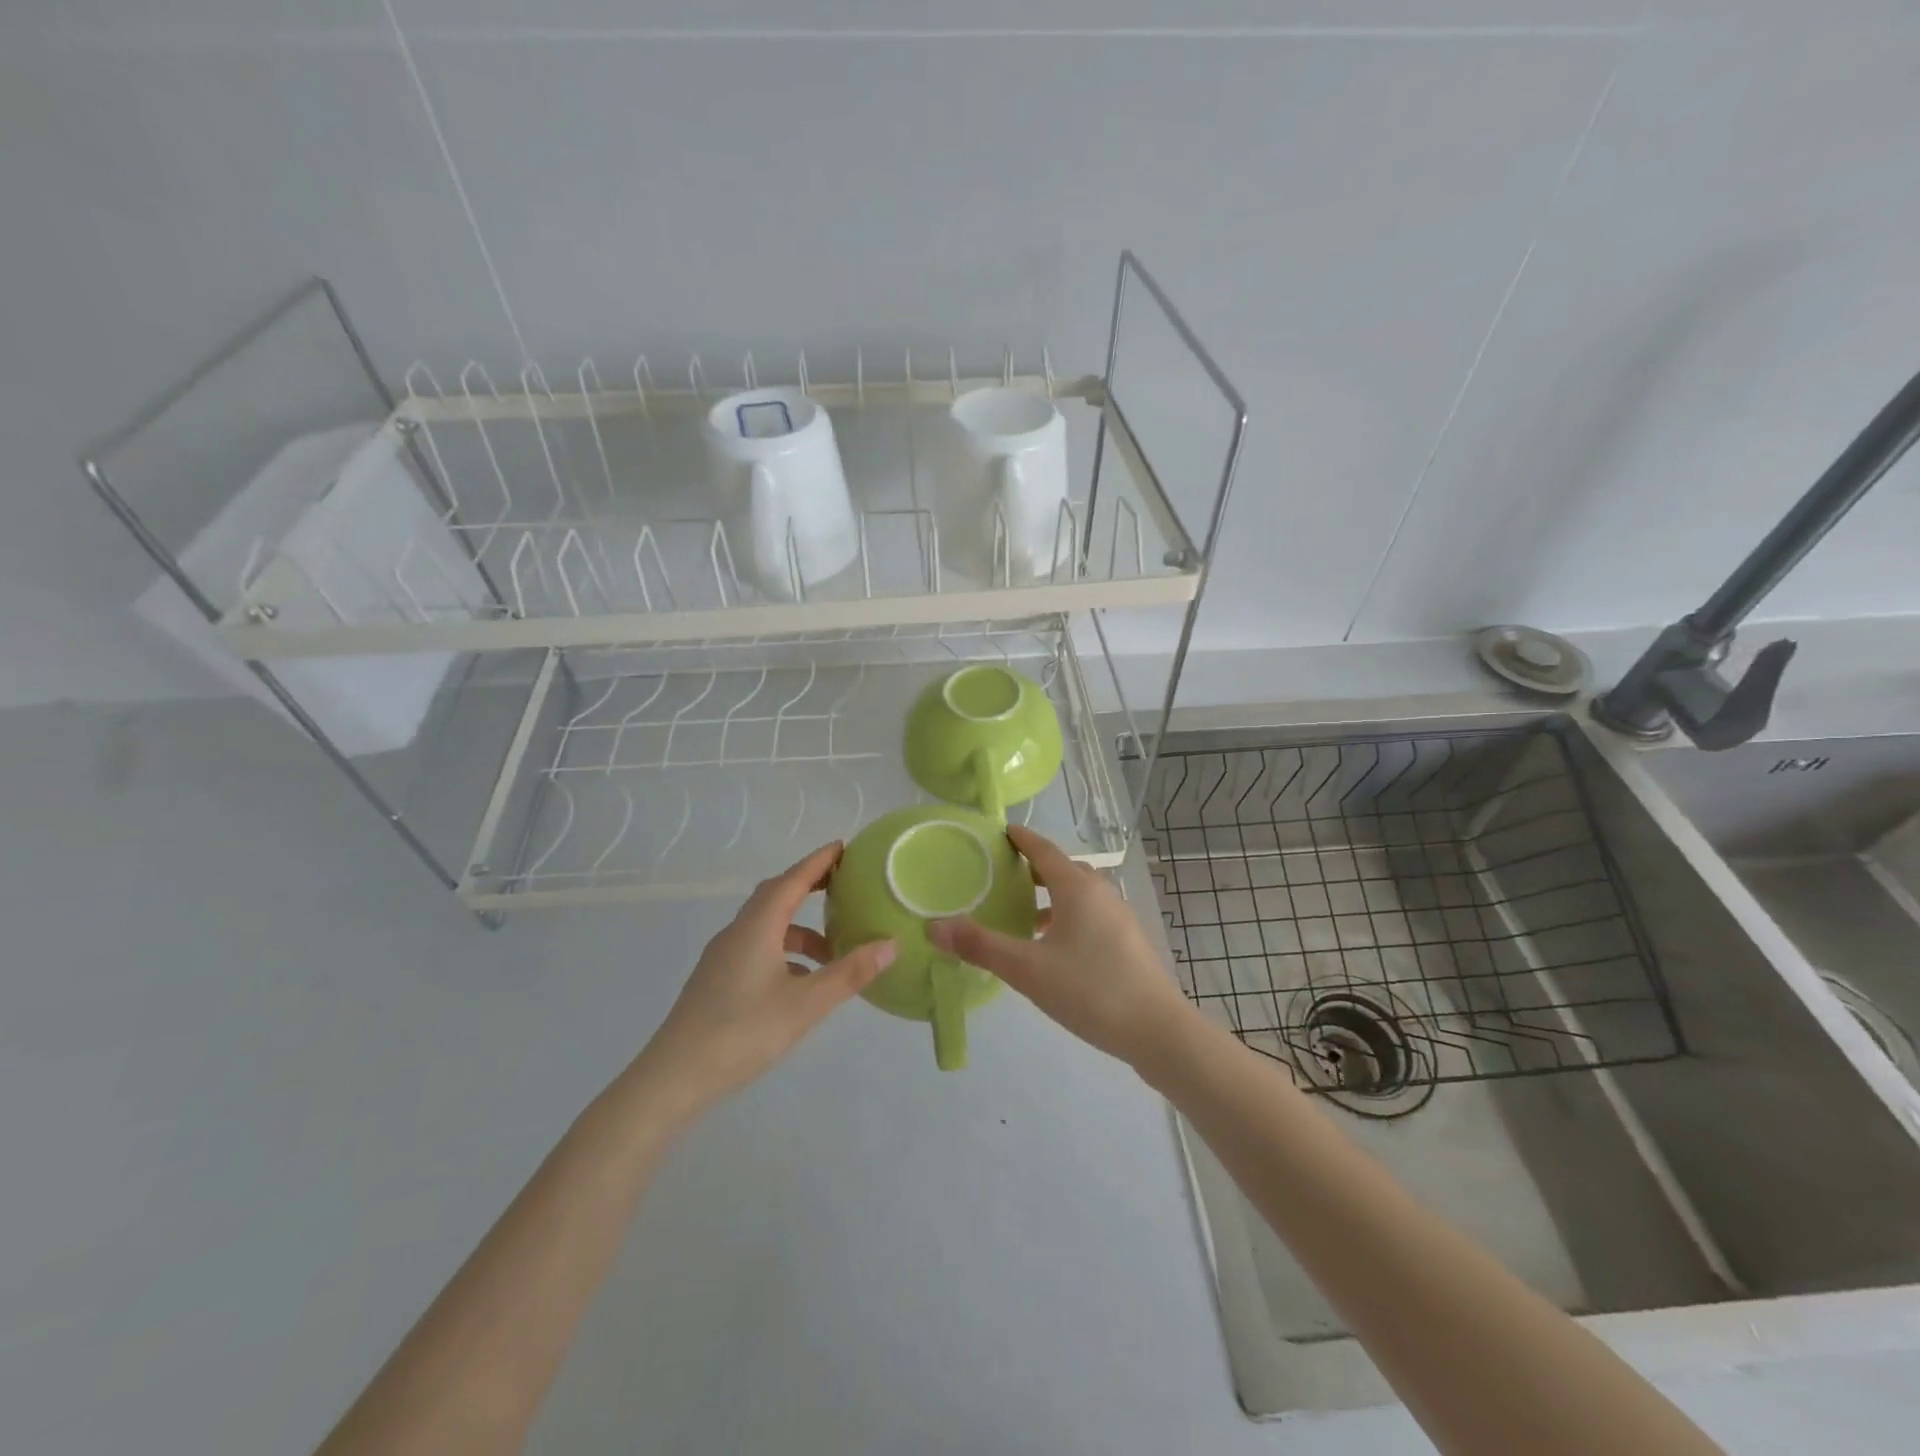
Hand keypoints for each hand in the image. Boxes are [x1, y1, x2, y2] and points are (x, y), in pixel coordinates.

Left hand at [634, 843, 895, 1118]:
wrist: (674, 1077)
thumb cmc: (743, 1032)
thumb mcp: (806, 1004)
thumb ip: (849, 973)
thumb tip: (891, 944)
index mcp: (757, 927)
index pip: (792, 880)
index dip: (819, 861)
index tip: (843, 846)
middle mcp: (738, 932)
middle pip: (776, 895)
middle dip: (809, 886)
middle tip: (843, 886)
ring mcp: (723, 956)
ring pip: (767, 926)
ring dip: (800, 929)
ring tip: (833, 951)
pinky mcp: (717, 980)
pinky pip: (757, 948)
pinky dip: (785, 951)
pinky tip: (802, 981)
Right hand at [928, 825, 1189, 1071]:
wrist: (1158, 1030)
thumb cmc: (1090, 990)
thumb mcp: (1027, 970)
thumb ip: (981, 946)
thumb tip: (934, 926)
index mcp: (1077, 888)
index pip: (1044, 850)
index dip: (1021, 839)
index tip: (1001, 832)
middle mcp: (1101, 893)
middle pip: (1063, 869)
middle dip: (1035, 868)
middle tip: (1004, 875)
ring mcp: (1119, 917)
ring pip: (1080, 894)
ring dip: (1053, 896)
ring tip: (1024, 915)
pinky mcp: (1128, 941)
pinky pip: (1091, 914)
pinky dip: (1068, 916)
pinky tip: (1055, 948)